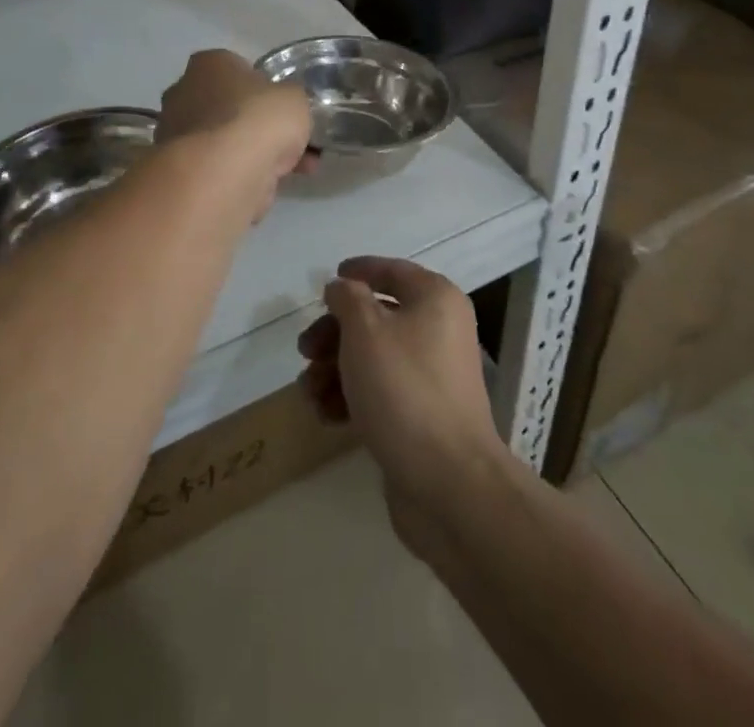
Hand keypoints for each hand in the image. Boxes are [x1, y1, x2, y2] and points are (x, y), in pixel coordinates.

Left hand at [157, 50, 314, 216]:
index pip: (239, 69)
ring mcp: (176, 132)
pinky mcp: (178, 169)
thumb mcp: (295, 98)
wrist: (221, 175)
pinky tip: (266, 188)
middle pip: (229, 107)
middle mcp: (184, 92)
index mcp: (209, 63)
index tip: (284, 111)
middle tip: (289, 143)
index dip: (265, 91)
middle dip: (257, 126)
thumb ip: (291, 99)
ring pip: (224, 141)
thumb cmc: (257, 120)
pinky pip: (217, 168)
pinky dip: (240, 177)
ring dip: (252, 155)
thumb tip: (285, 107)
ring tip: (291, 172)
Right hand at [296, 256, 508, 554]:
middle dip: (335, 333)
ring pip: (374, 357)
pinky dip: (352, 397)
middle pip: (377, 317)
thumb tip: (343, 287)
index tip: (329, 279)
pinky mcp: (422, 414)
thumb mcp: (365, 330)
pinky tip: (325, 415)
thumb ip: (348, 298)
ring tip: (309, 392)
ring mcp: (432, 375)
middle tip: (305, 351)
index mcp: (435, 299)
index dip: (360, 270)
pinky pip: (381, 391)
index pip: (393, 271)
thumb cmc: (404, 389)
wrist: (448, 481)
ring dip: (335, 369)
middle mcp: (439, 330)